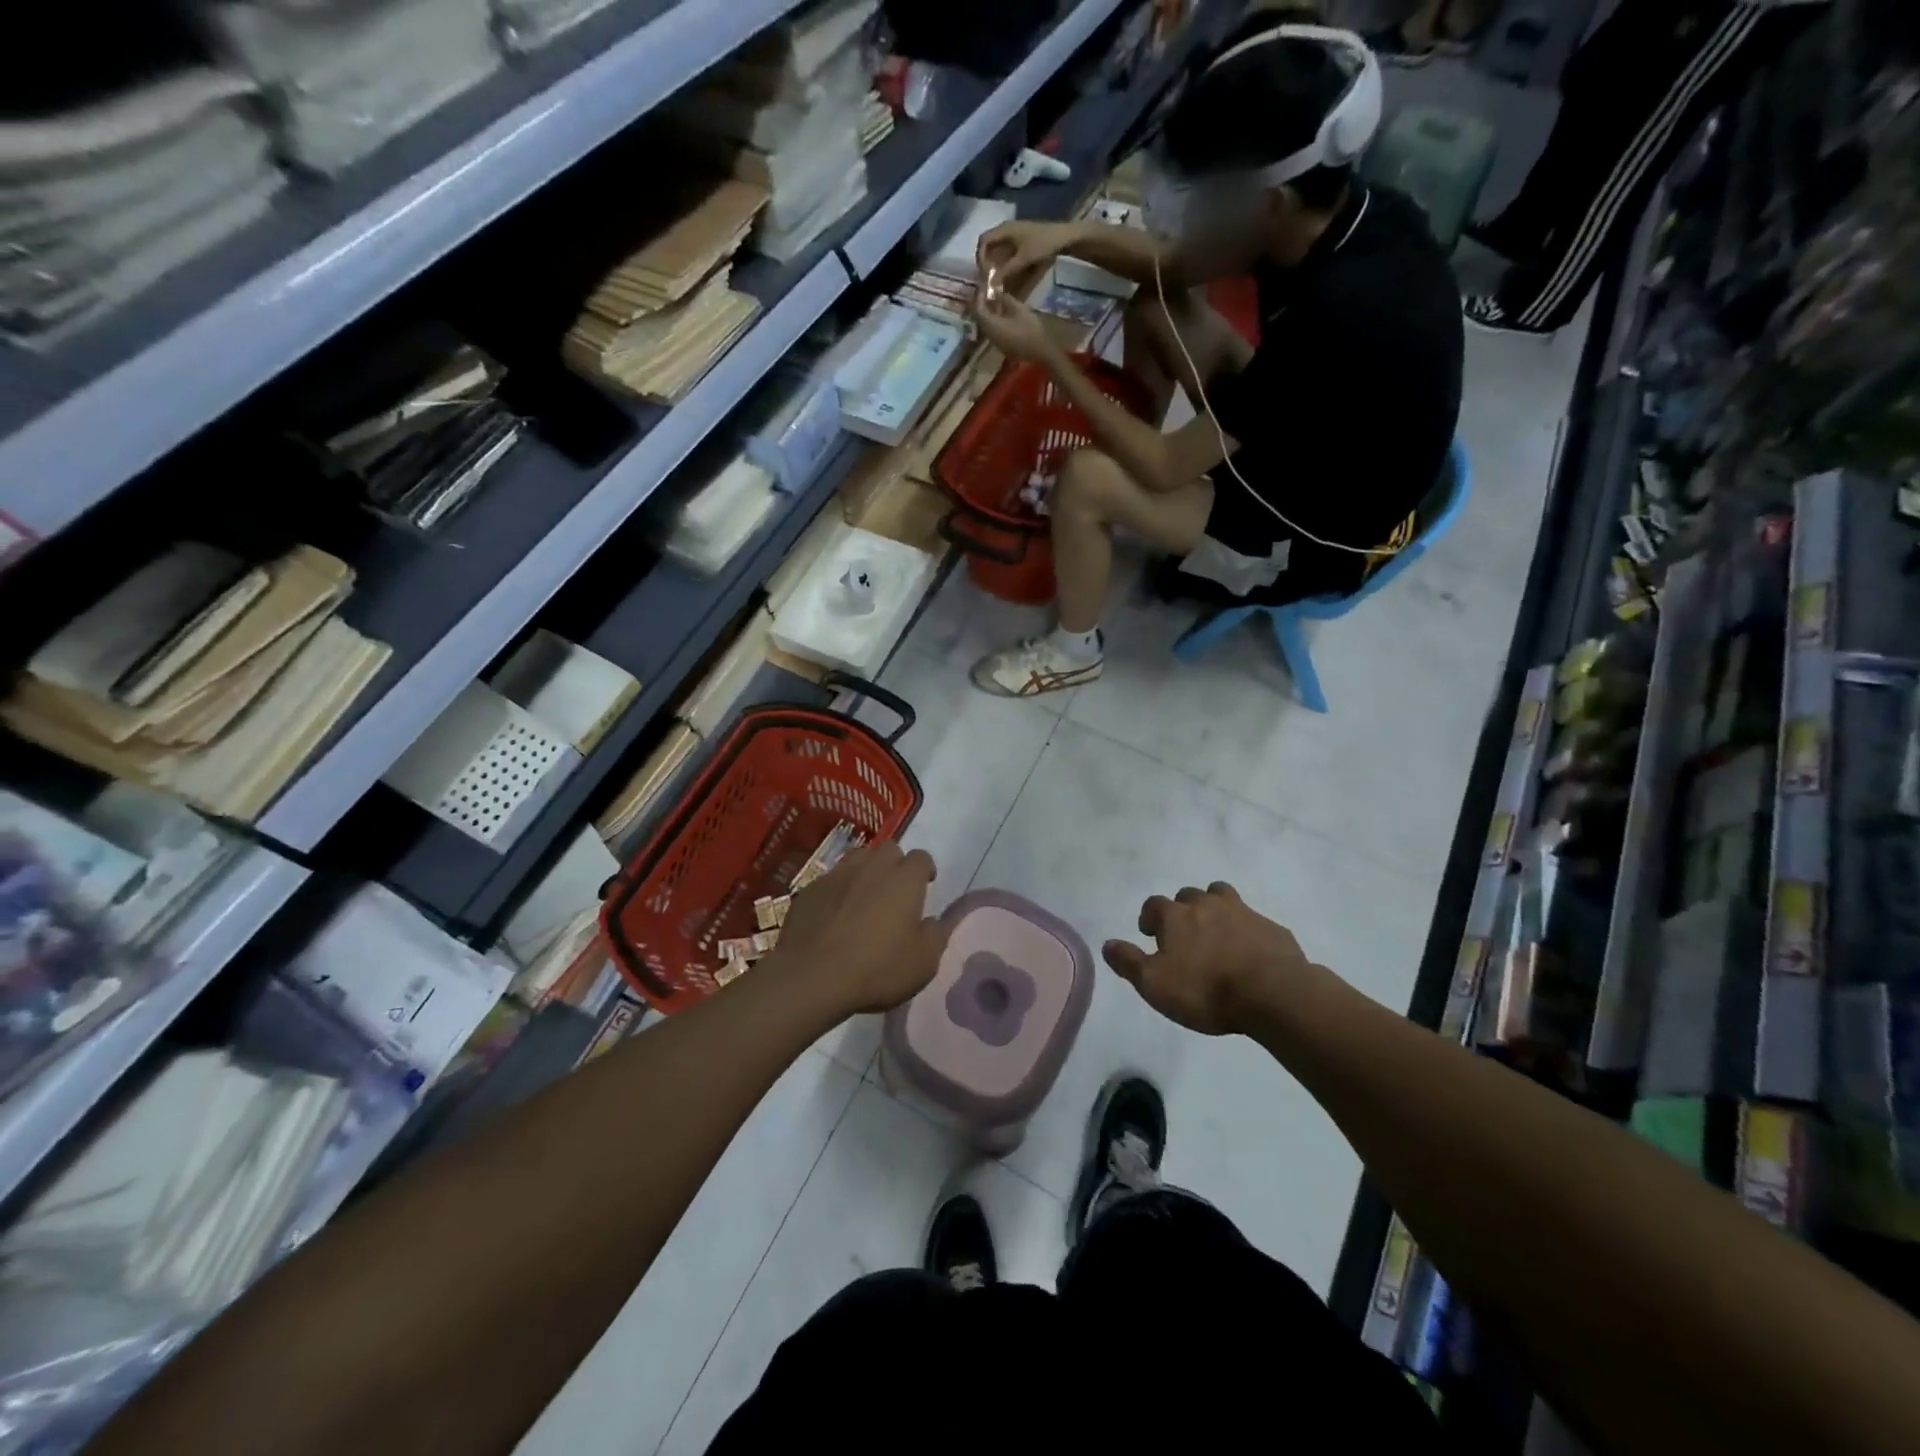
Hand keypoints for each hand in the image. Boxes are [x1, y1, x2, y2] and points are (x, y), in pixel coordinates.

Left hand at [761, 842, 948, 1018]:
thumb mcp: (923, 963)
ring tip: (864, 897)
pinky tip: (834, 915)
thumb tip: (930, 921)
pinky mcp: (809, 890)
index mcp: (904, 880)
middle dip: (895, 864)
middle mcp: (872, 867)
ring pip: (857, 859)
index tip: (925, 885)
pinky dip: (838, 891)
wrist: (812, 977)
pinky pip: (830, 881)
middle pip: (889, 849)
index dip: (925, 870)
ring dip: (866, 872)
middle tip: (895, 891)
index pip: (921, 858)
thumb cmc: (877, 969)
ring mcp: (837, 875)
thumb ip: (934, 935)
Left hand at [972, 291, 1058, 364]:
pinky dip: (994, 321)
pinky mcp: (1002, 346)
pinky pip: (993, 331)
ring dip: (988, 314)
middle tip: (986, 293)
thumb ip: (1005, 299)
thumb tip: (996, 293)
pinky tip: (1001, 314)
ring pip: (986, 326)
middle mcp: (990, 335)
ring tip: (994, 301)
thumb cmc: (1030, 328)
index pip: (978, 310)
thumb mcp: (1018, 308)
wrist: (1040, 350)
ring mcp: (995, 343)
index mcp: (992, 326)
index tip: (983, 287)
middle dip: (981, 305)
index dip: (979, 297)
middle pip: (980, 319)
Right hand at [977, 220, 1077, 294]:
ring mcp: (1014, 235)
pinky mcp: (1020, 242)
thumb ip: (1006, 271)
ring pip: (997, 251)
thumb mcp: (1023, 258)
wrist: (1064, 237)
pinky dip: (1004, 265)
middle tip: (988, 281)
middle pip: (989, 246)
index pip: (983, 241)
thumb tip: (990, 284)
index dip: (980, 258)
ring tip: (997, 282)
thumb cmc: (1043, 244)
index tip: (984, 274)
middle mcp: (1006, 230)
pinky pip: (1006, 253)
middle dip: (987, 264)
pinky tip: (1007, 277)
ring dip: (995, 266)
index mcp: (1005, 229)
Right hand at [1102, 883, 1314, 1036]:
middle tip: (1184, 935)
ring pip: (1223, 896)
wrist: (1274, 993)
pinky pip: (1253, 921)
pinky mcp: (1272, 928)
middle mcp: (1207, 905)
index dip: (1149, 917)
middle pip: (1189, 894)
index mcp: (1176, 916)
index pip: (1154, 904)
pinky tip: (1249, 952)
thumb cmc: (1205, 990)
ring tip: (1215, 932)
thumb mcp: (1154, 984)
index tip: (1150, 935)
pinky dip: (1246, 930)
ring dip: (1215, 908)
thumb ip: (1128, 962)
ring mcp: (1243, 912)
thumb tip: (1107, 944)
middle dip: (1183, 909)